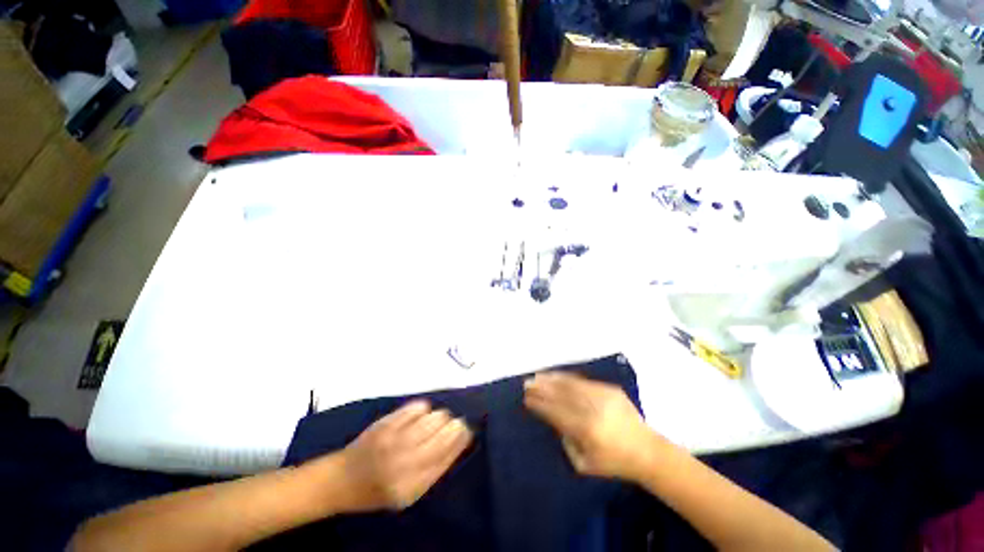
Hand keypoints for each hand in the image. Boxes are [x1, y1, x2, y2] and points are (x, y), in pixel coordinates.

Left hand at [334, 401, 471, 510]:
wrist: (342, 479)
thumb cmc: (379, 489)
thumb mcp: (410, 493)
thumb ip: (436, 468)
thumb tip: (460, 440)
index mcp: (413, 485)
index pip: (448, 455)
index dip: (461, 438)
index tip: (467, 430)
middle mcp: (405, 462)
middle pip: (444, 433)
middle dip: (454, 425)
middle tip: (453, 425)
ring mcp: (394, 439)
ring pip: (434, 417)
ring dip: (440, 417)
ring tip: (434, 422)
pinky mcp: (386, 422)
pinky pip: (418, 406)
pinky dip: (424, 409)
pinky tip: (420, 416)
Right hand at [524, 372, 658, 481]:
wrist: (648, 451)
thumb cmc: (614, 463)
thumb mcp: (584, 464)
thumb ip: (565, 442)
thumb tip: (555, 420)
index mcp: (586, 430)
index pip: (556, 412)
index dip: (539, 404)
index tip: (526, 398)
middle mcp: (593, 409)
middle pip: (561, 394)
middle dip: (541, 388)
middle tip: (527, 383)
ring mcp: (602, 396)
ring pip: (571, 384)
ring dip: (551, 379)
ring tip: (537, 376)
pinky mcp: (610, 389)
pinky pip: (583, 381)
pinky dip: (567, 378)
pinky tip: (557, 376)